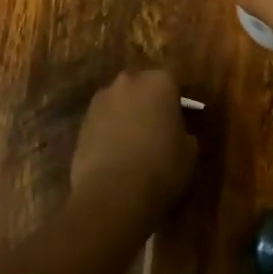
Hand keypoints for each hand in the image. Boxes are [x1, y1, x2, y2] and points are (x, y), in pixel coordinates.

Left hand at [69, 69, 196, 218]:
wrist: (113, 192)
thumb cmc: (161, 168)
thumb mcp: (190, 153)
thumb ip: (185, 133)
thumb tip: (178, 133)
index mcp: (159, 82)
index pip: (172, 83)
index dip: (175, 103)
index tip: (178, 122)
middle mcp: (129, 81)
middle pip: (142, 86)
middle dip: (147, 103)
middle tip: (155, 129)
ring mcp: (101, 99)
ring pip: (119, 102)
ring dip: (125, 115)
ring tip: (132, 145)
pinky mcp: (82, 120)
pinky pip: (102, 120)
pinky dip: (108, 131)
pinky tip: (114, 155)